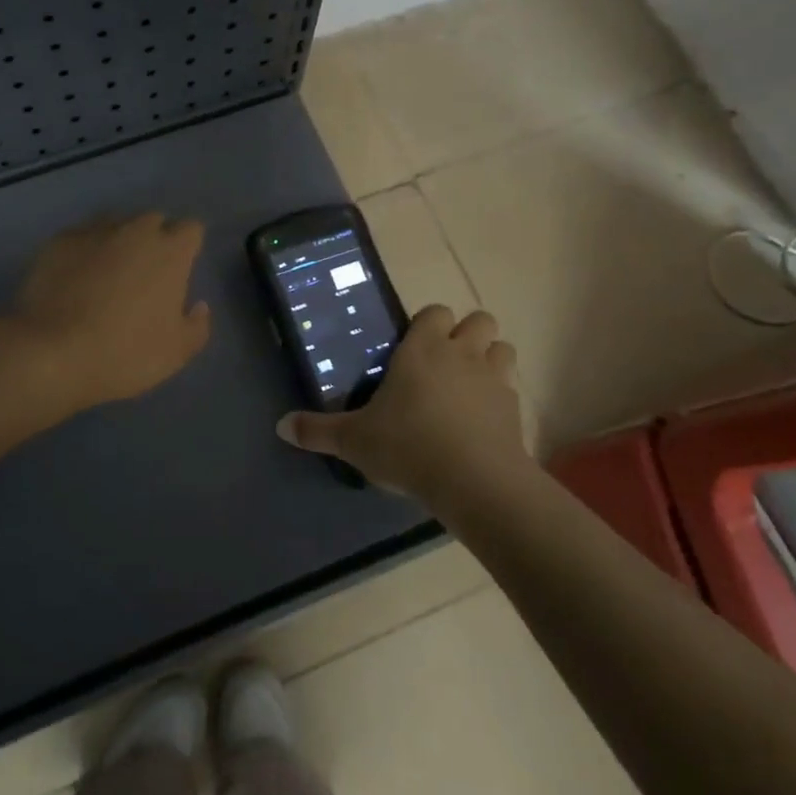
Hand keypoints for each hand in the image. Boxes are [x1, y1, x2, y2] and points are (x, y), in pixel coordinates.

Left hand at [6, 213, 212, 411]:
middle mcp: (135, 231)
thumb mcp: (177, 353)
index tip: (181, 269)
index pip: (192, 229)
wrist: (52, 352)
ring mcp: (94, 232)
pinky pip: (81, 236)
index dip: (188, 247)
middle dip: (154, 239)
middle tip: (145, 274)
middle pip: (153, 220)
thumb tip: (198, 305)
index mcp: (170, 252)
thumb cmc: (125, 353)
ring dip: (119, 240)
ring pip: (115, 223)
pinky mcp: (59, 241)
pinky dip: (84, 250)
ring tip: (108, 272)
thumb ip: (197, 325)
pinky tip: (75, 276)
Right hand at [278, 305, 528, 506]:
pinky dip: (501, 398)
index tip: (415, 347)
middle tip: (445, 363)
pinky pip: (512, 389)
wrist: (474, 482)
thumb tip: (280, 426)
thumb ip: (318, 431)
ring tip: (470, 386)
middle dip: (467, 334)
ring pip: (503, 348)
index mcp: (423, 349)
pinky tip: (484, 422)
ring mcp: (494, 379)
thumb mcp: (354, 441)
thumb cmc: (408, 446)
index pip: (435, 312)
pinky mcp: (515, 410)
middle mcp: (462, 354)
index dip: (429, 324)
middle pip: (479, 320)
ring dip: (491, 360)